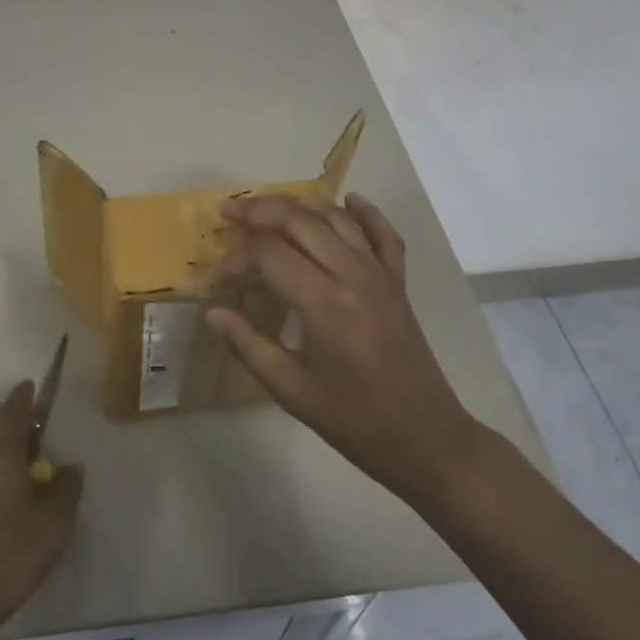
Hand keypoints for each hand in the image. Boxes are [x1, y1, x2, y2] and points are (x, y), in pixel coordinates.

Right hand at [207, 193, 480, 511]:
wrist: (426, 440)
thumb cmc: (355, 421)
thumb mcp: (292, 391)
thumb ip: (249, 346)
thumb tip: (213, 313)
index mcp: (324, 303)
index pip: (269, 254)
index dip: (236, 259)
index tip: (218, 281)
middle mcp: (352, 275)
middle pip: (300, 221)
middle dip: (259, 211)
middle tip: (229, 212)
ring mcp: (380, 274)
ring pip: (336, 219)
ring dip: (300, 207)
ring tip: (268, 209)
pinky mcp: (398, 282)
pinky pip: (384, 235)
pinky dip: (366, 212)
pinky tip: (348, 200)